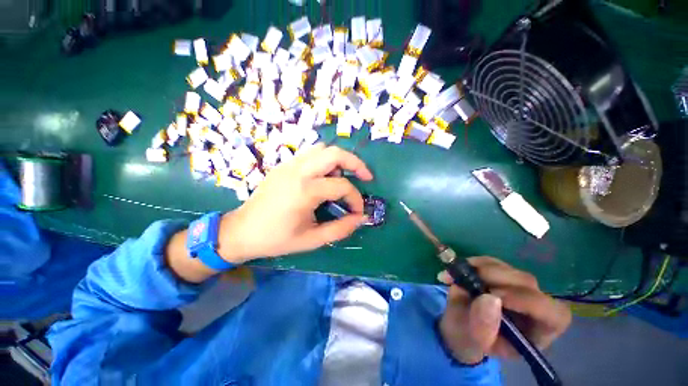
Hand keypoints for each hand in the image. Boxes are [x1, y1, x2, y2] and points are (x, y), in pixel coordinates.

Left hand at [218, 143, 372, 262]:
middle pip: (335, 153)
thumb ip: (340, 229)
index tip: (358, 211)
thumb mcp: (311, 240)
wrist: (241, 230)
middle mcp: (298, 171)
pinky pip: (311, 154)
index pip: (342, 186)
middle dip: (355, 163)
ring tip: (342, 178)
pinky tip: (324, 178)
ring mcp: (289, 165)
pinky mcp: (284, 165)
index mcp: (305, 190)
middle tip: (365, 177)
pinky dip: (324, 161)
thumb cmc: (276, 238)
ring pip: (322, 149)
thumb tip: (361, 218)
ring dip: (339, 161)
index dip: (356, 199)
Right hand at [438, 257, 570, 363]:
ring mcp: (516, 286)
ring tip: (455, 276)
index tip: (492, 295)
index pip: (553, 314)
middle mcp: (533, 306)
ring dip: (480, 269)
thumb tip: (489, 299)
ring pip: (508, 269)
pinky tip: (458, 269)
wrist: (459, 325)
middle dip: (495, 279)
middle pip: (528, 284)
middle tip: (466, 279)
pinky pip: (491, 262)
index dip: (528, 301)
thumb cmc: (471, 339)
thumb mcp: (474, 341)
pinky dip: (473, 263)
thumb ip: (482, 327)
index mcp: (537, 331)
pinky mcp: (500, 273)